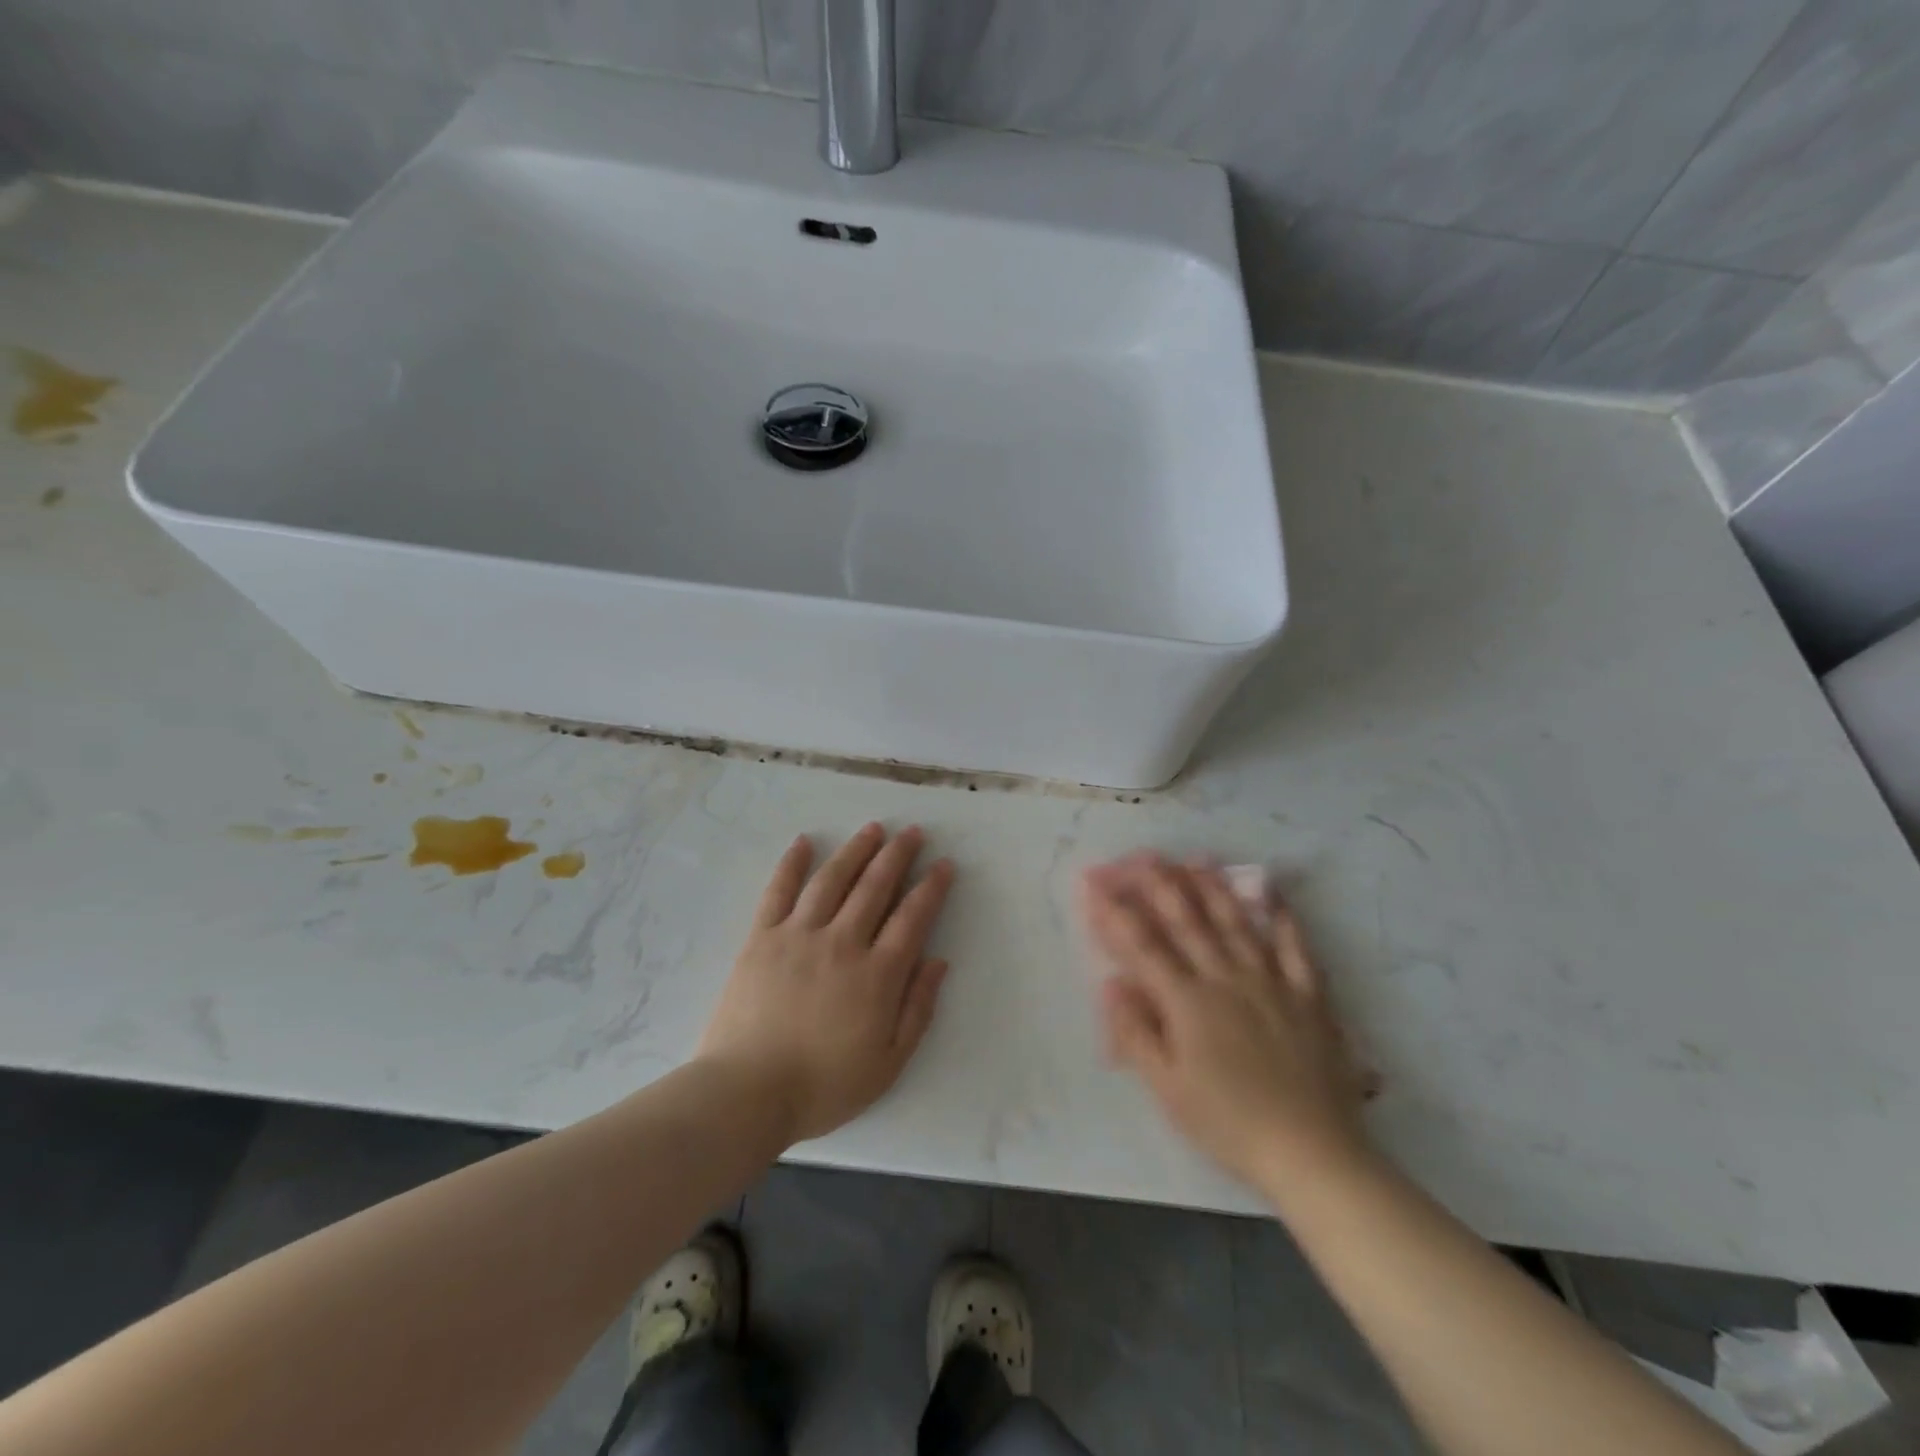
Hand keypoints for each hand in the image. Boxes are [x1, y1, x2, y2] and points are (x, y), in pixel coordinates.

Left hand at [698, 824, 954, 1144]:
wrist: (746, 1093)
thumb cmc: (823, 1086)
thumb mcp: (888, 1063)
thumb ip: (917, 1009)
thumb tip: (938, 961)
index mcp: (876, 974)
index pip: (913, 918)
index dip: (932, 887)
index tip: (944, 864)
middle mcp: (842, 942)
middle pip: (875, 886)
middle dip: (898, 855)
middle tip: (913, 832)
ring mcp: (798, 935)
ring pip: (832, 879)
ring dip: (856, 849)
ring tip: (873, 828)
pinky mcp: (762, 937)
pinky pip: (779, 891)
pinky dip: (792, 863)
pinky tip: (804, 842)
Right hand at [1081, 856, 1372, 1193]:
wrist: (1312, 1153)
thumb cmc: (1229, 1123)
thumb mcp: (1168, 1088)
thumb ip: (1136, 1032)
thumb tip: (1110, 983)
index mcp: (1188, 1002)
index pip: (1143, 945)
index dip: (1114, 912)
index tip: (1094, 884)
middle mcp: (1226, 978)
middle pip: (1187, 921)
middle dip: (1159, 884)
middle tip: (1139, 855)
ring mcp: (1270, 981)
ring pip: (1235, 922)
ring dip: (1212, 887)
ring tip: (1195, 859)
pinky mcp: (1308, 995)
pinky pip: (1294, 946)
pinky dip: (1281, 916)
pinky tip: (1271, 892)